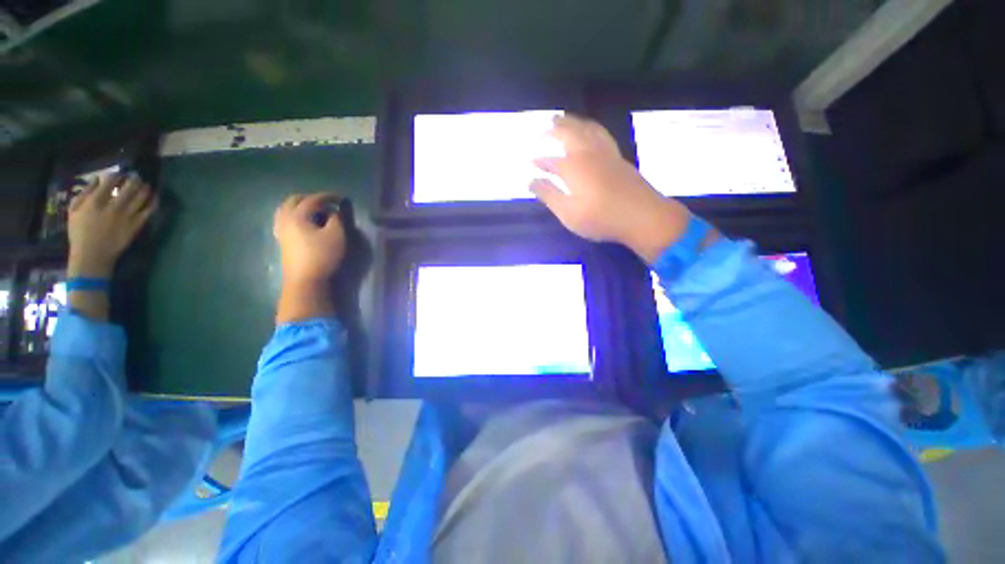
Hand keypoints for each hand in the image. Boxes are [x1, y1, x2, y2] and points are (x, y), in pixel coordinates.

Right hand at [68, 173, 156, 277]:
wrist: (93, 255)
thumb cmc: (80, 232)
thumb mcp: (74, 210)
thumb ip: (85, 193)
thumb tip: (97, 179)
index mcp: (95, 202)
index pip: (110, 181)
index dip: (118, 174)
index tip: (121, 173)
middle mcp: (113, 207)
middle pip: (129, 187)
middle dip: (135, 179)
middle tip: (137, 176)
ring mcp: (127, 216)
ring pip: (141, 197)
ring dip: (145, 188)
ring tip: (146, 184)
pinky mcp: (136, 225)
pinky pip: (149, 210)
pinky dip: (153, 201)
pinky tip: (154, 196)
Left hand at [273, 193, 345, 323]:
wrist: (306, 281)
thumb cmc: (323, 256)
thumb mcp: (337, 235)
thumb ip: (337, 219)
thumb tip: (334, 211)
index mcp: (297, 215)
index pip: (313, 199)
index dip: (328, 196)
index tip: (341, 198)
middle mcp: (285, 219)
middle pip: (294, 201)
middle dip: (311, 198)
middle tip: (327, 203)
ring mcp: (281, 231)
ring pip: (285, 210)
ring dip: (300, 206)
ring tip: (315, 211)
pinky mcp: (282, 241)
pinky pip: (284, 220)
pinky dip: (294, 216)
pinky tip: (304, 223)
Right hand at [530, 115, 694, 262]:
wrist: (642, 216)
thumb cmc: (600, 218)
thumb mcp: (568, 212)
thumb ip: (548, 195)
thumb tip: (530, 181)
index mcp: (573, 167)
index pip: (549, 161)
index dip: (537, 161)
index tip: (527, 160)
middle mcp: (587, 153)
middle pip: (569, 133)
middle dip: (554, 129)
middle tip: (544, 126)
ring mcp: (605, 153)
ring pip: (586, 128)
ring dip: (572, 121)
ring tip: (563, 118)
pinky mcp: (618, 157)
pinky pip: (601, 133)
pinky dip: (590, 126)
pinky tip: (590, 130)